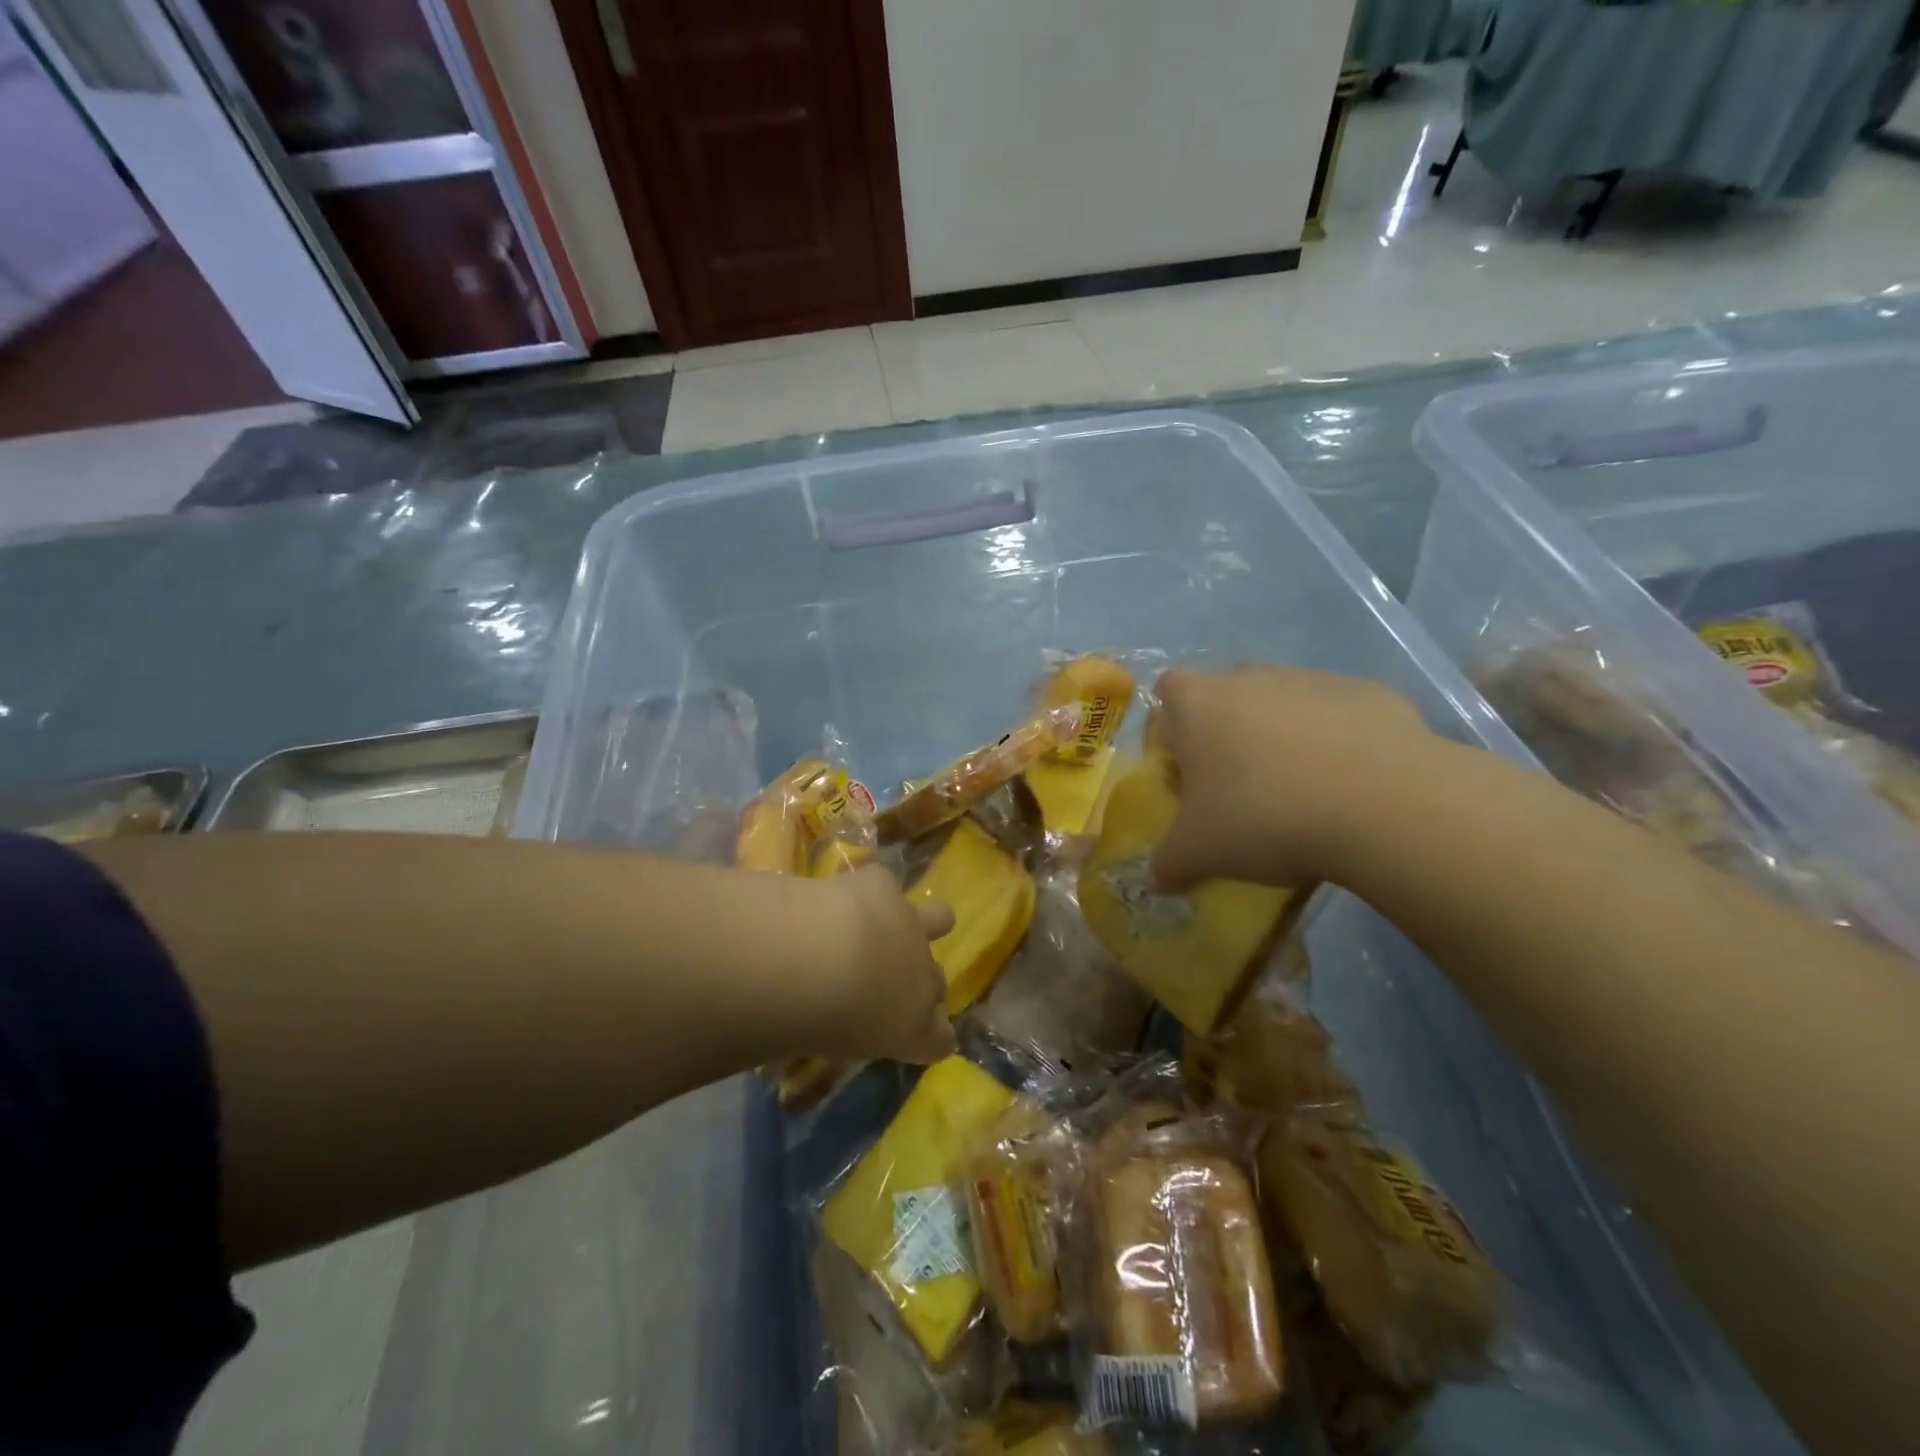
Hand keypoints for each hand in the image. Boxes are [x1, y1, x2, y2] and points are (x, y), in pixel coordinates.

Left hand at [812, 864, 957, 1063]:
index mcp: (911, 1031)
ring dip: (923, 922)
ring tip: (894, 921)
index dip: (932, 1037)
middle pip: (938, 983)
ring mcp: (910, 927)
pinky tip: (843, 894)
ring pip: (940, 918)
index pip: (941, 1041)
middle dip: (919, 982)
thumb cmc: (813, 1024)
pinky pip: (885, 886)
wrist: (815, 960)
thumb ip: (833, 1036)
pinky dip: (868, 890)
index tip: (920, 1038)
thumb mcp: (823, 1047)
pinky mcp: (885, 887)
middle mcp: (922, 979)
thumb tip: (815, 1030)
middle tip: (884, 982)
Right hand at [1150, 665, 1435, 891]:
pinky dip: (1336, 742)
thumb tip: (1155, 881)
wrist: (1384, 805)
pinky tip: (1350, 786)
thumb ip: (1168, 863)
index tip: (1187, 772)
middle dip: (1226, 735)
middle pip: (1225, 697)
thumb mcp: (1200, 853)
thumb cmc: (1264, 816)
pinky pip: (1336, 716)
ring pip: (1282, 704)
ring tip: (1299, 792)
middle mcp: (1250, 678)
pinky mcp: (1368, 693)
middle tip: (1238, 787)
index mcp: (1198, 703)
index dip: (1172, 731)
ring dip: (1281, 737)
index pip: (1166, 695)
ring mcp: (1311, 680)